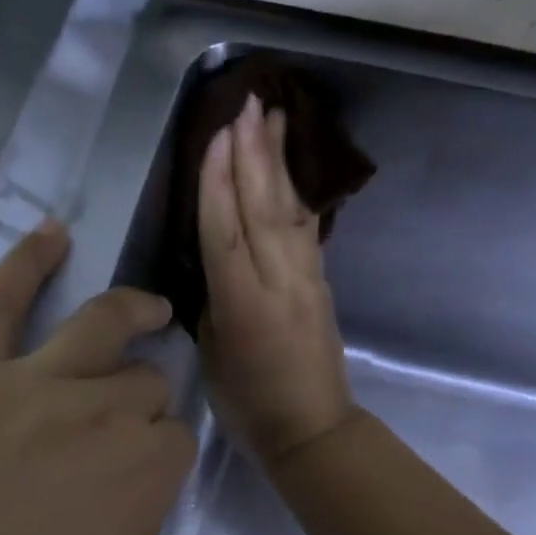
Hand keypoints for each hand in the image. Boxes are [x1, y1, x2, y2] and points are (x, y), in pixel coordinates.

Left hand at [0, 223, 195, 534]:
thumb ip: (138, 530)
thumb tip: (126, 495)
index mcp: (147, 472)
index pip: (178, 438)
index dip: (166, 455)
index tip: (147, 478)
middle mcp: (100, 413)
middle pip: (144, 382)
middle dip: (145, 399)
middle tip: (125, 428)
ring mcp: (28, 386)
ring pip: (98, 325)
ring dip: (132, 311)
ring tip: (148, 306)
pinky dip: (24, 263)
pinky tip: (51, 234)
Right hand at [199, 93, 356, 464]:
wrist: (314, 430)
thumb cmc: (250, 406)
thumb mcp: (215, 355)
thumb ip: (213, 301)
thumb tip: (217, 263)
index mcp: (244, 304)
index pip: (227, 229)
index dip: (219, 180)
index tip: (217, 133)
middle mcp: (280, 281)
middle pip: (264, 206)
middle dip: (254, 153)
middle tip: (249, 104)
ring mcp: (307, 280)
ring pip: (291, 210)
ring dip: (281, 162)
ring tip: (277, 117)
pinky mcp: (322, 284)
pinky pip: (308, 230)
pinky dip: (299, 194)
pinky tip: (294, 170)